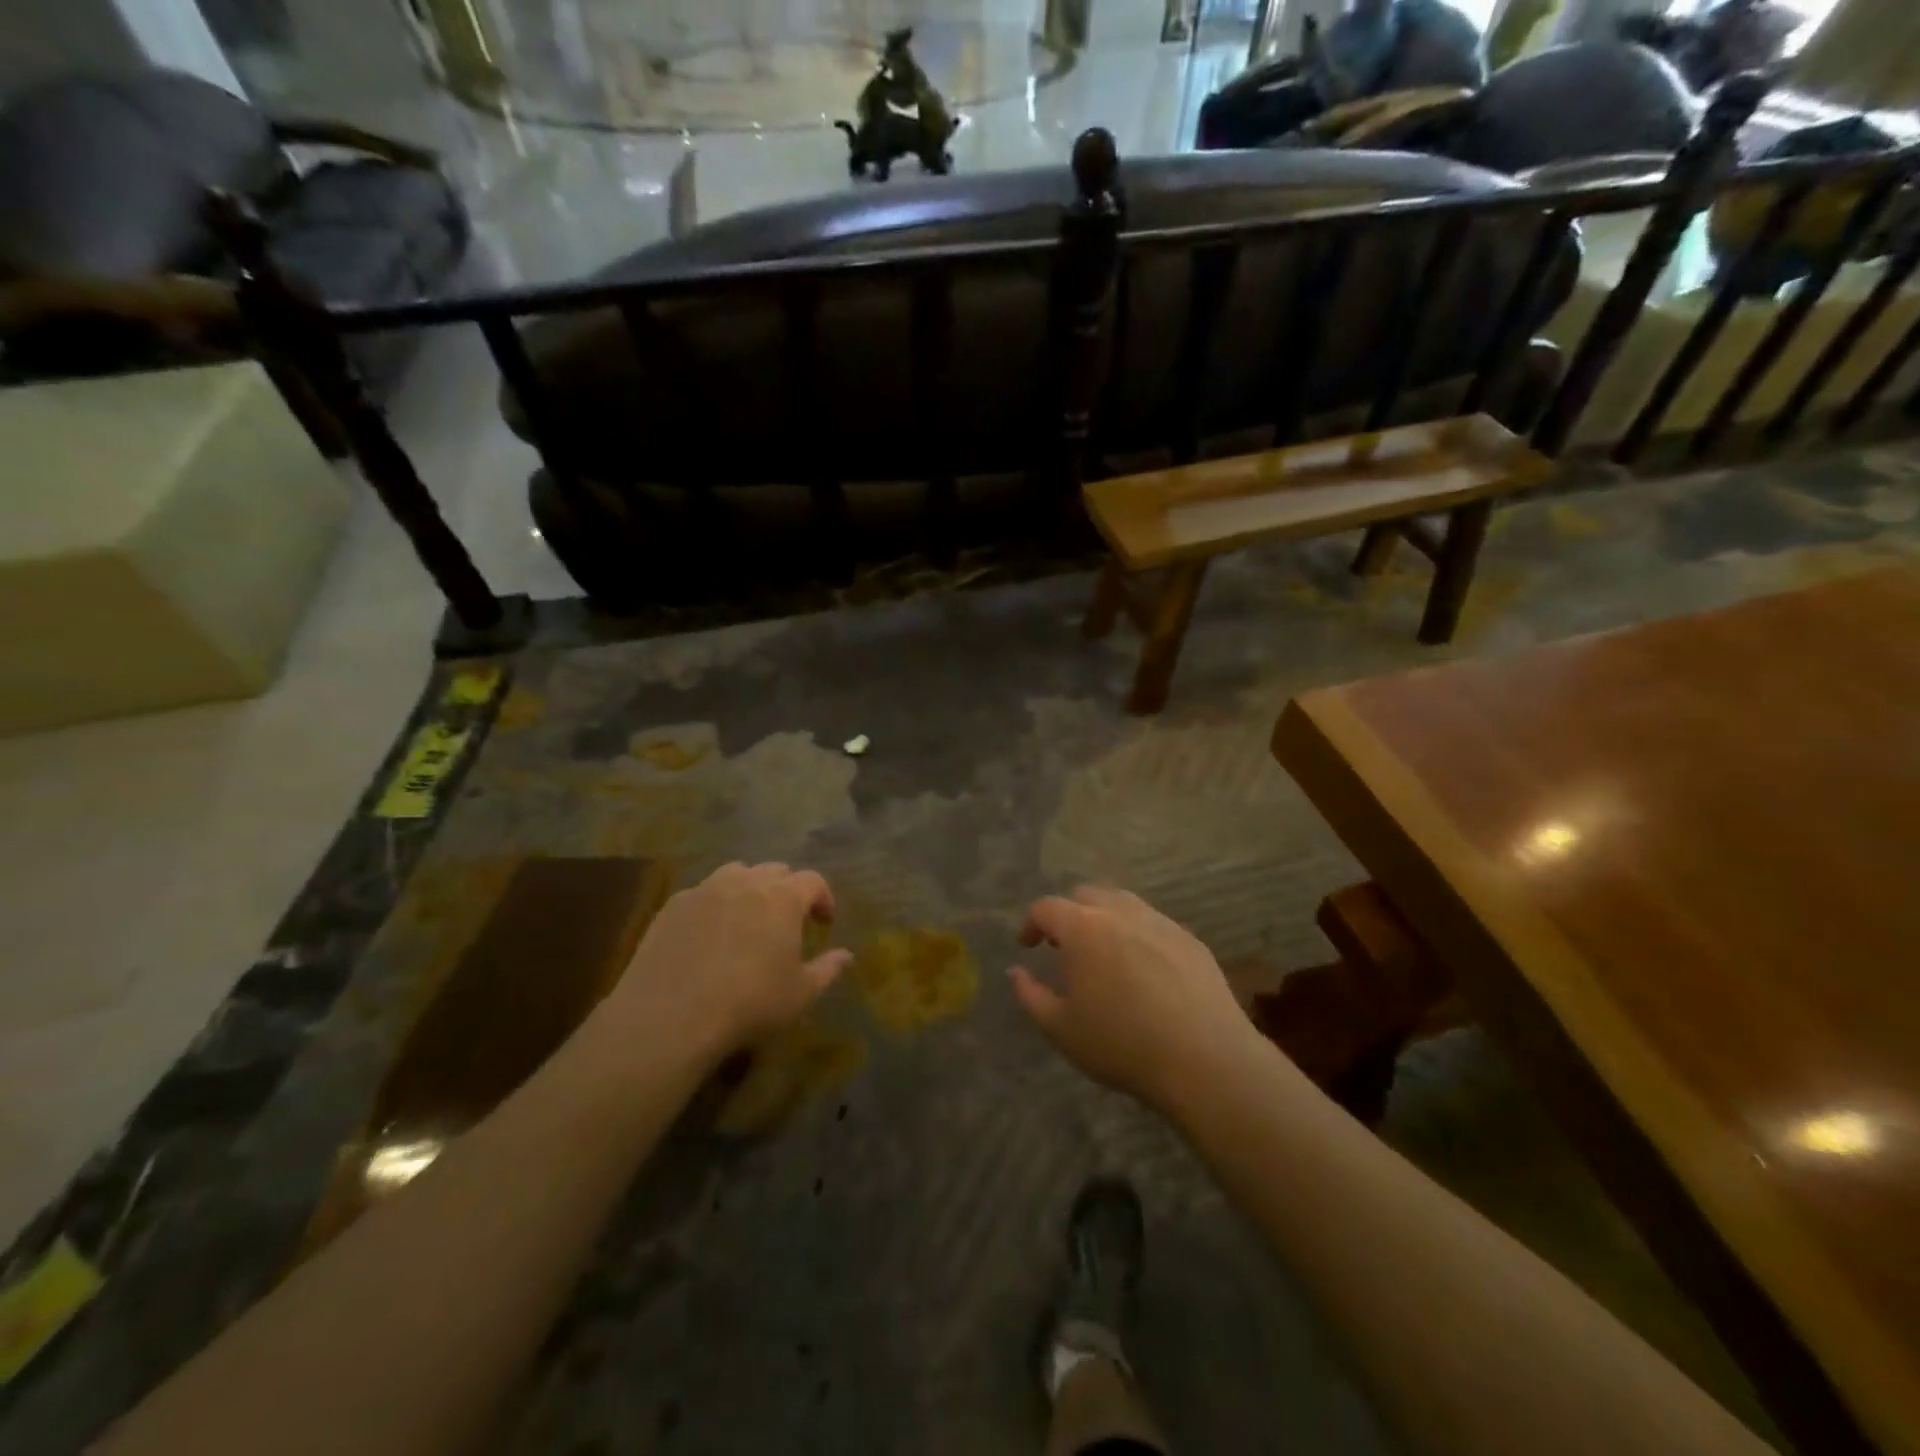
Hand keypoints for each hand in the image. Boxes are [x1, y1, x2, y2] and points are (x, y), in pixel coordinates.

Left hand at [603, 862, 851, 1063]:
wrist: (670, 1016)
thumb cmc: (749, 1003)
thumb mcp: (800, 994)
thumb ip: (828, 969)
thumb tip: (847, 956)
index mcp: (783, 897)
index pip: (813, 880)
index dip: (823, 897)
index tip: (824, 922)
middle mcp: (746, 882)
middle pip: (775, 870)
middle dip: (787, 890)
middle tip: (788, 920)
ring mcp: (705, 889)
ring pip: (736, 874)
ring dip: (750, 889)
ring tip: (748, 918)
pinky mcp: (673, 906)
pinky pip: (702, 893)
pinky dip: (715, 904)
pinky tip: (709, 934)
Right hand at [1008, 886, 1254, 1108]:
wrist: (1204, 1059)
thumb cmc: (1122, 1045)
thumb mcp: (1061, 1029)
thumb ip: (1031, 995)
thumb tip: (1016, 971)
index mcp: (1083, 928)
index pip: (1047, 907)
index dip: (1031, 923)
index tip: (1028, 946)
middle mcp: (1121, 912)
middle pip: (1086, 894)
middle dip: (1069, 914)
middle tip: (1065, 947)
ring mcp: (1160, 922)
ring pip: (1123, 903)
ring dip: (1104, 918)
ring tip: (1104, 953)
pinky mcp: (1190, 940)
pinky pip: (1154, 924)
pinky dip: (1138, 935)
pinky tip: (1144, 970)